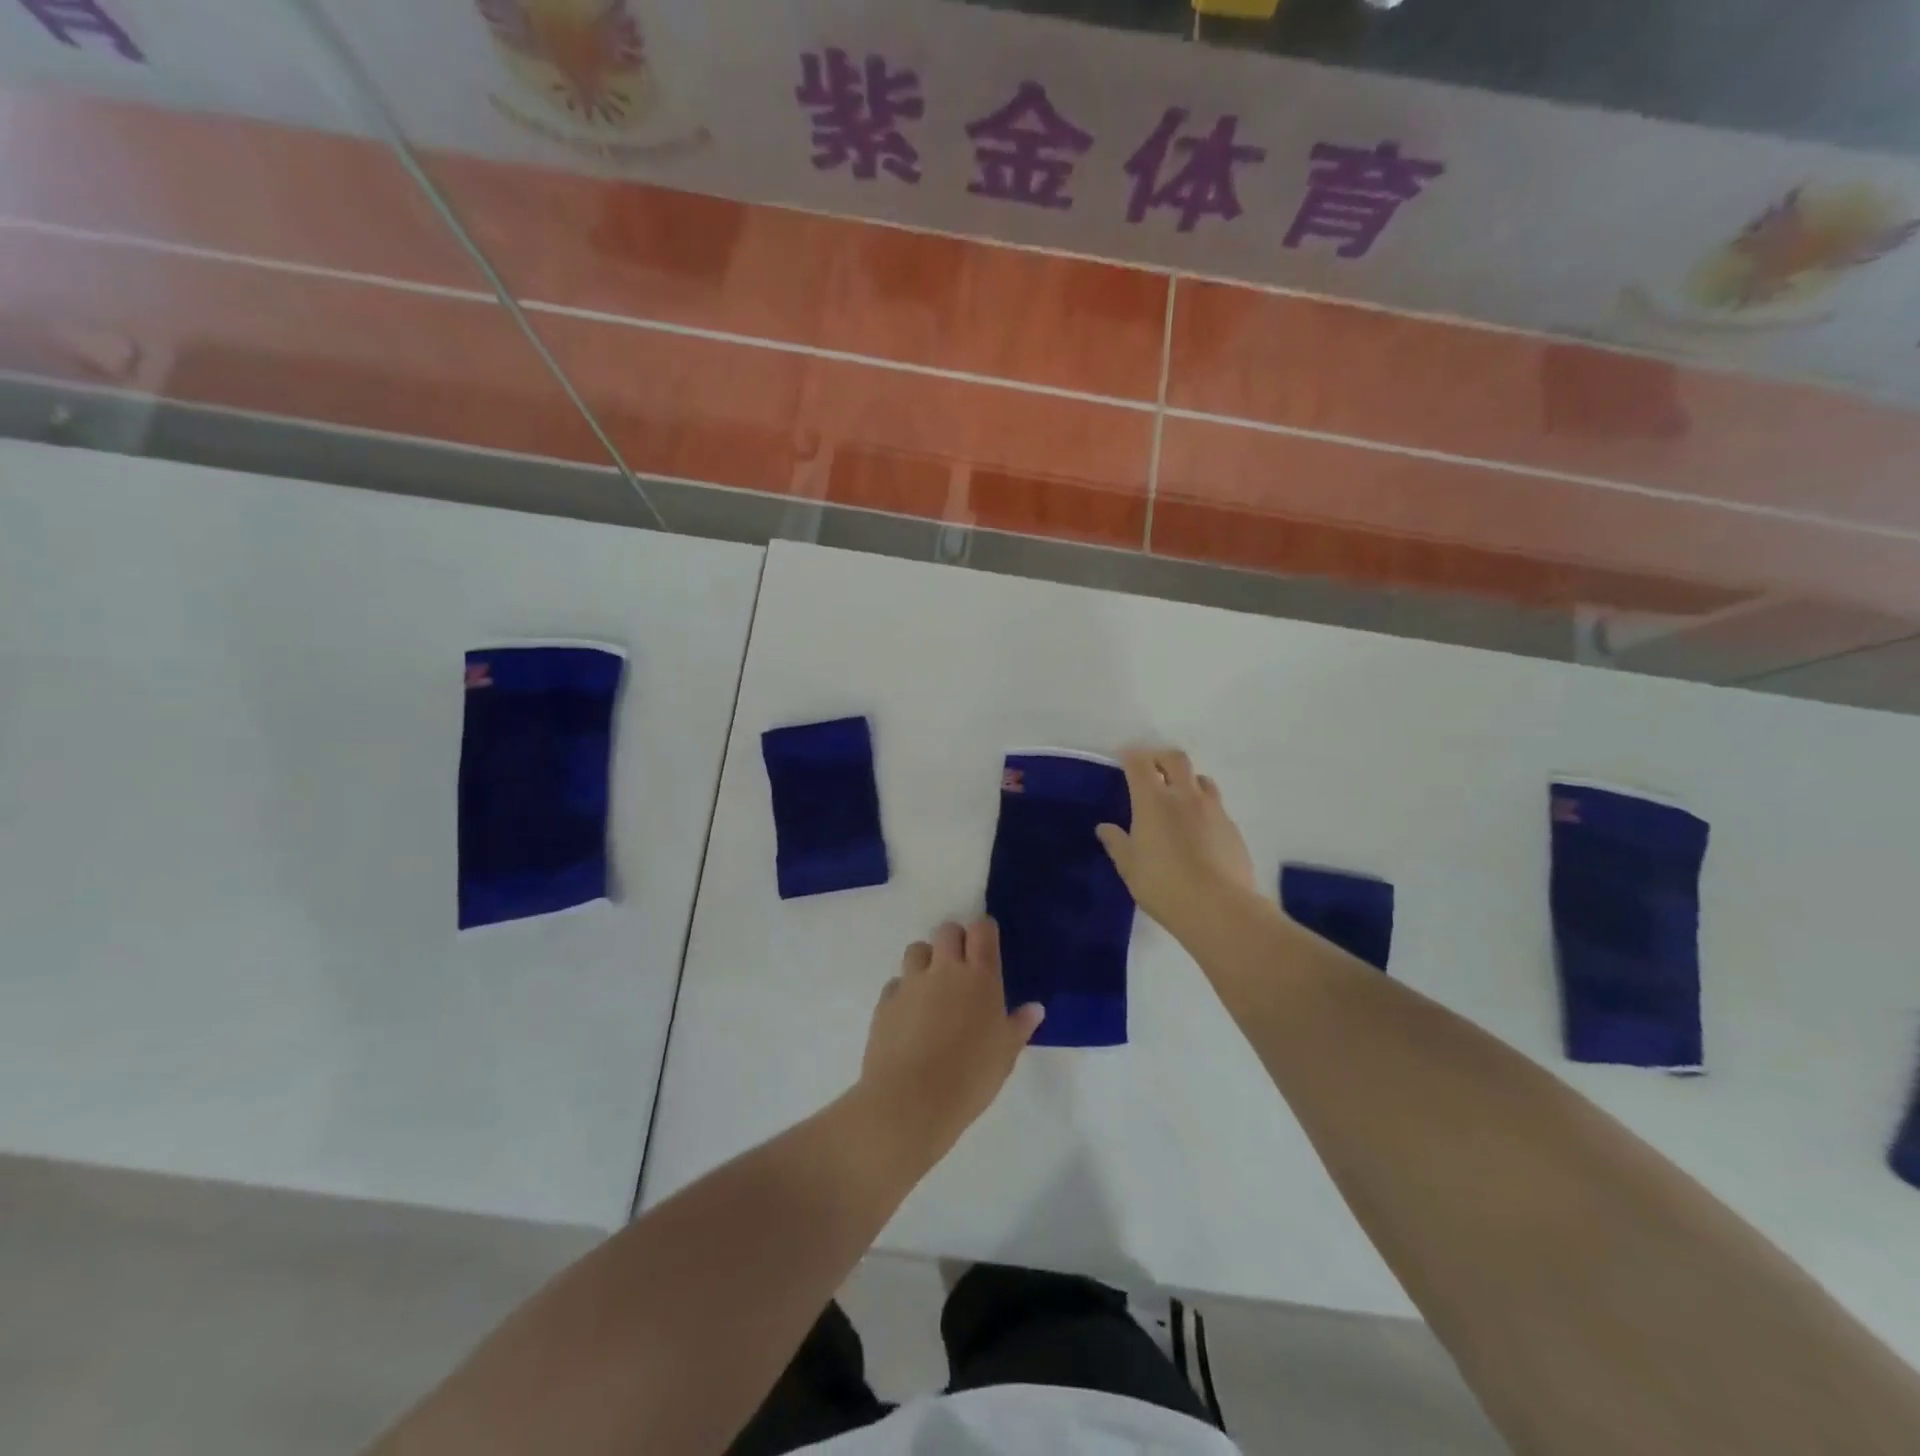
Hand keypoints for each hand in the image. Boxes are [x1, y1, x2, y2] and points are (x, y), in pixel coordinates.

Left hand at [858, 919, 1043, 1154]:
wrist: (911, 1100)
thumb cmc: (970, 1077)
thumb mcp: (1006, 1054)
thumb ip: (1019, 1026)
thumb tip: (1035, 1008)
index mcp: (980, 977)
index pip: (982, 930)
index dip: (984, 931)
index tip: (987, 944)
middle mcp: (944, 969)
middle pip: (947, 930)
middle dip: (954, 940)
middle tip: (961, 967)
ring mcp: (911, 982)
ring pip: (917, 949)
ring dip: (926, 960)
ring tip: (933, 988)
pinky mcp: (886, 1001)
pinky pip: (896, 982)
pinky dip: (904, 991)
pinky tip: (909, 1016)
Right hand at [1097, 747, 1256, 939]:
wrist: (1219, 908)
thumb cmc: (1163, 885)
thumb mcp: (1129, 867)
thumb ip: (1117, 842)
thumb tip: (1105, 828)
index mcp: (1153, 800)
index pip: (1140, 763)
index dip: (1130, 755)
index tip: (1123, 757)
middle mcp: (1185, 796)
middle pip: (1175, 759)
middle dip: (1160, 757)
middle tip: (1151, 767)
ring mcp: (1213, 810)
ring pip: (1201, 779)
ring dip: (1187, 779)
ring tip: (1178, 796)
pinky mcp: (1232, 828)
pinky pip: (1216, 806)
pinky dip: (1203, 807)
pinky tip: (1198, 829)